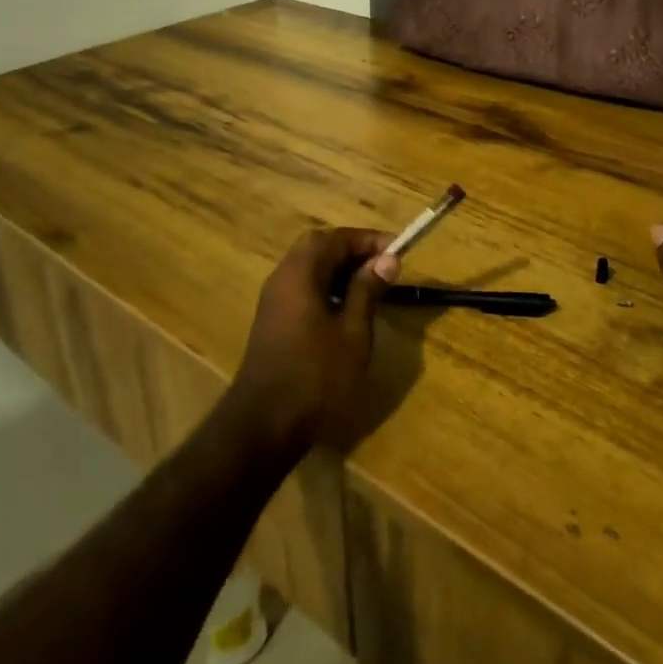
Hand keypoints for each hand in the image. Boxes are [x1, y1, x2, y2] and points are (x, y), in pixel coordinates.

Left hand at [228, 228, 398, 456]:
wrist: (265, 424)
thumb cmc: (316, 376)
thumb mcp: (353, 332)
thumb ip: (368, 290)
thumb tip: (387, 258)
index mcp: (300, 273)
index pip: (335, 238)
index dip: (368, 240)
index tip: (397, 250)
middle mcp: (282, 278)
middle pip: (318, 248)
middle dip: (353, 251)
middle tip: (383, 265)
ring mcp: (274, 301)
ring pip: (309, 269)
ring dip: (340, 270)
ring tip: (372, 287)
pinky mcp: (273, 322)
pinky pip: (303, 289)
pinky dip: (327, 288)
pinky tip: (347, 311)